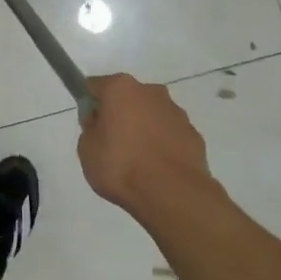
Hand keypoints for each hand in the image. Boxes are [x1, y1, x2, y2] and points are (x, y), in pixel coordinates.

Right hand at [78, 74, 214, 214]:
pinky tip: (156, 168)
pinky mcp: (194, 134)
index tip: (89, 125)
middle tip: (110, 144)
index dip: (89, 104)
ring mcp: (176, 112)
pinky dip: (161, 144)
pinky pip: (169, 134)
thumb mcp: (86, 149)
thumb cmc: (120, 166)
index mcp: (121, 89)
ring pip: (151, 114)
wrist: (171, 193)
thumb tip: (100, 122)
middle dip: (119, 114)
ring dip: (142, 128)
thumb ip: (90, 128)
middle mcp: (151, 92)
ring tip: (136, 161)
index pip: (95, 86)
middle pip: (127, 97)